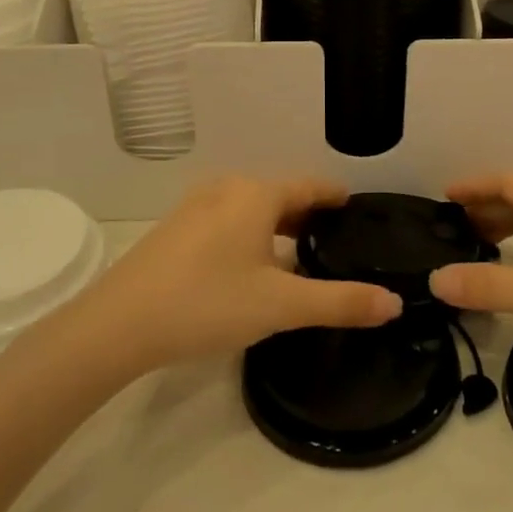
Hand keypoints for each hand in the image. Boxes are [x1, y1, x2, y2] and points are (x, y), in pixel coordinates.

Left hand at [74, 177, 401, 370]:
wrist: (117, 325)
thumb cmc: (208, 303)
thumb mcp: (282, 306)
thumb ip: (341, 302)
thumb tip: (394, 303)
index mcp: (256, 195)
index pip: (310, 186)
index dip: (336, 197)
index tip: (358, 210)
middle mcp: (226, 189)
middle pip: (280, 195)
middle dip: (309, 216)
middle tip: (337, 243)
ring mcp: (195, 208)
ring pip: (251, 210)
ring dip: (278, 228)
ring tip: (300, 258)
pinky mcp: (174, 231)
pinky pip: (227, 222)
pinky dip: (250, 236)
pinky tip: (251, 269)